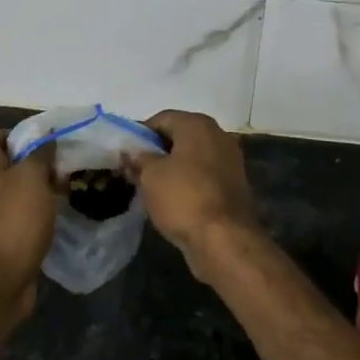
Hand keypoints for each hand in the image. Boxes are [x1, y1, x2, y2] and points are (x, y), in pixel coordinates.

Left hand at [0, 130, 57, 320]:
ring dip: (39, 190)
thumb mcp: (32, 177)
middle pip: (5, 164)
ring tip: (66, 190)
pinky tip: (59, 217)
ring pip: (16, 191)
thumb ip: (41, 154)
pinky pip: (20, 216)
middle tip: (61, 166)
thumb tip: (47, 140)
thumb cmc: (13, 220)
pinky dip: (37, 215)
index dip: (10, 134)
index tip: (38, 142)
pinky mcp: (0, 239)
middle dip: (33, 163)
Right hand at [125, 110, 257, 278]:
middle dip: (156, 151)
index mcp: (197, 124)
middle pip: (178, 136)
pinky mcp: (234, 185)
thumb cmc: (183, 198)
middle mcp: (217, 135)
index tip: (125, 154)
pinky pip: (203, 176)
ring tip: (151, 187)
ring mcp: (229, 160)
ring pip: (191, 157)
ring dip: (172, 168)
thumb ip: (138, 159)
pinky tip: (173, 200)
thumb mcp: (150, 176)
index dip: (140, 134)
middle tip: (135, 171)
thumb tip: (130, 152)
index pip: (161, 119)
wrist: (224, 240)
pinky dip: (188, 183)